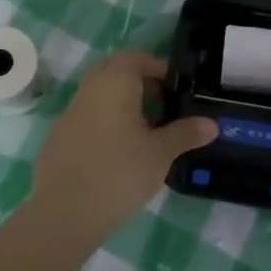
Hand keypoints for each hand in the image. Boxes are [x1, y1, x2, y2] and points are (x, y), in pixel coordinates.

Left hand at [29, 52, 216, 240]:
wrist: (64, 213)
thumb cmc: (119, 172)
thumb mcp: (160, 154)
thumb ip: (185, 134)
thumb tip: (212, 124)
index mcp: (113, 83)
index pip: (135, 58)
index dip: (157, 68)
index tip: (175, 89)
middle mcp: (88, 91)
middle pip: (113, 72)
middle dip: (138, 82)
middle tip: (161, 105)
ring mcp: (69, 115)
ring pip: (98, 96)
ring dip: (120, 104)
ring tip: (145, 132)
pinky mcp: (58, 139)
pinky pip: (86, 119)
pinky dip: (104, 124)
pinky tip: (118, 153)